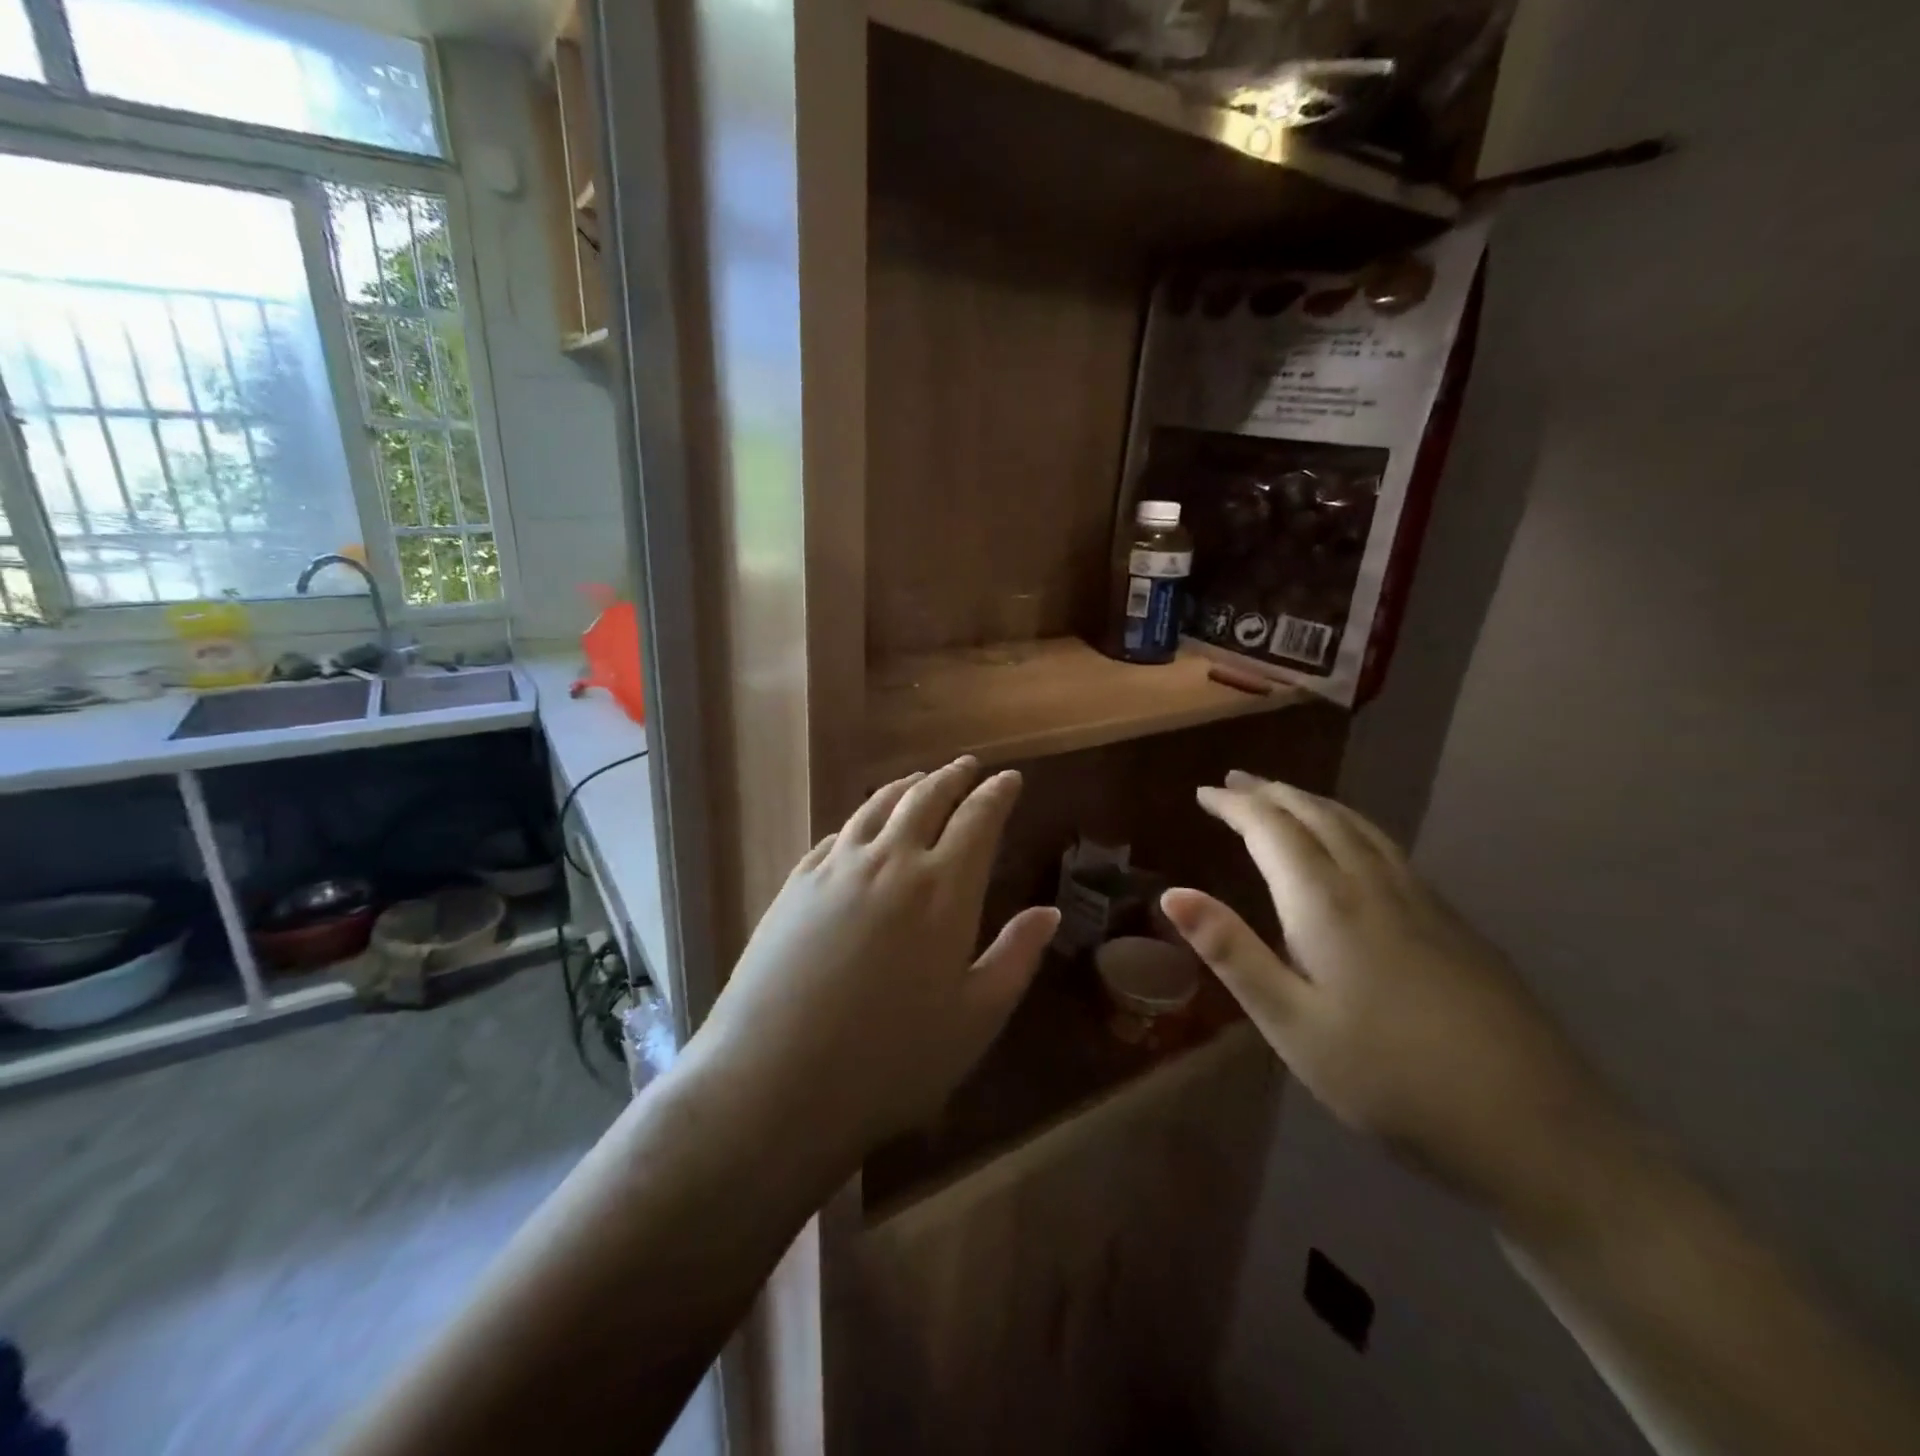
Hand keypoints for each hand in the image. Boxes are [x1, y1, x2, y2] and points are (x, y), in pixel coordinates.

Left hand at [691, 758, 1057, 1171]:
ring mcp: (837, 867)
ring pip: (878, 806)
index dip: (997, 794)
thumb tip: (1049, 911)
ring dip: (907, 786)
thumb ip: (1016, 957)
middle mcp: (891, 861)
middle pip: (927, 798)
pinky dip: (862, 817)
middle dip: (954, 777)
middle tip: (970, 766)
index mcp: (943, 888)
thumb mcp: (975, 1019)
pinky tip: (863, 825)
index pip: (978, 819)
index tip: (1010, 778)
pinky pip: (838, 833)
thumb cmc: (891, 1060)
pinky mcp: (796, 883)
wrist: (774, 1080)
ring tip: (921, 780)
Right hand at [1161, 771, 1624, 1229]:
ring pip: (1358, 826)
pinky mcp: (1453, 922)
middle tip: (1236, 782)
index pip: (1271, 829)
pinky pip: (1387, 847)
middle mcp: (1373, 884)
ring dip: (1313, 802)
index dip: (1235, 805)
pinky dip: (1351, 826)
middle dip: (1272, 793)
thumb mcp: (1291, 1023)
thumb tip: (1173, 893)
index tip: (1204, 792)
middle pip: (1317, 815)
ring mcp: (1421, 900)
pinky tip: (1354, 846)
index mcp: (1326, 903)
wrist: (1535, 1127)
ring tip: (1285, 797)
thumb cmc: (1388, 1078)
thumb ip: (1232, 952)